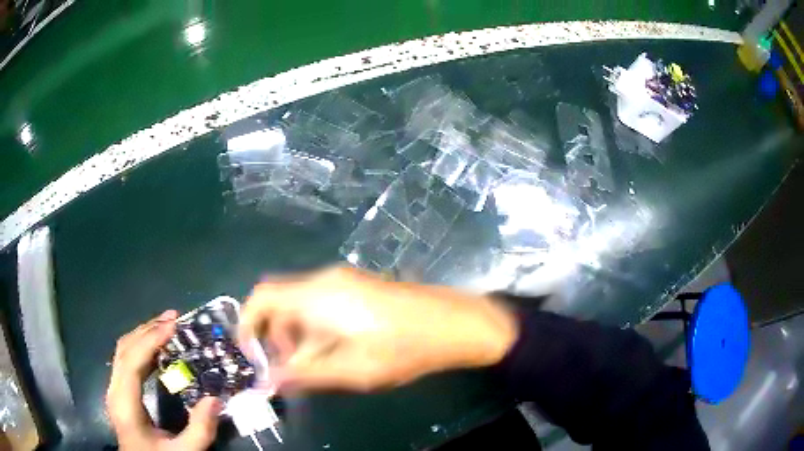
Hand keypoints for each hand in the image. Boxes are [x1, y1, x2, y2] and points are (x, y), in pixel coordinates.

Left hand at [106, 310, 221, 450]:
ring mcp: (115, 390)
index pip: (131, 361)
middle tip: (173, 319)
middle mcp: (115, 391)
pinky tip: (157, 349)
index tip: (173, 325)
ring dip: (144, 335)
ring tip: (167, 327)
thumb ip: (200, 430)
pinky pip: (126, 361)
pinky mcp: (119, 392)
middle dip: (148, 330)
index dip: (150, 339)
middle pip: (125, 349)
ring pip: (123, 351)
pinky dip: (141, 348)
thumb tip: (215, 399)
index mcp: (125, 404)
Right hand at [239, 267, 517, 391]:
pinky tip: (337, 349)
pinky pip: (322, 302)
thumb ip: (305, 375)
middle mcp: (325, 280)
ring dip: (297, 333)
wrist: (453, 323)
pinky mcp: (360, 286)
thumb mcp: (350, 370)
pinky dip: (316, 326)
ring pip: (302, 303)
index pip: (262, 297)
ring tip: (316, 365)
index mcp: (316, 296)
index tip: (252, 352)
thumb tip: (270, 381)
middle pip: (281, 301)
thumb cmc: (400, 349)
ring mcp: (345, 280)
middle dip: (276, 335)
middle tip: (291, 368)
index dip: (248, 322)